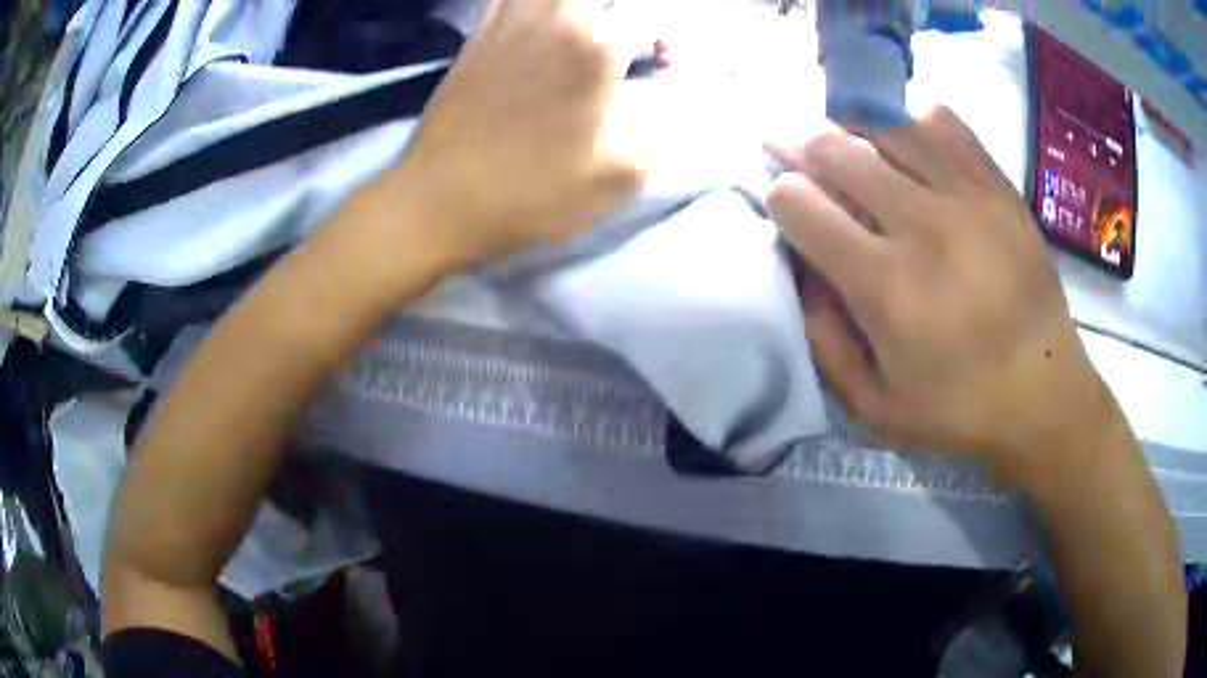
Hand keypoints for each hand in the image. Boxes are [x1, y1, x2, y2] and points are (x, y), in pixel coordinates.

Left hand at [391, 0, 652, 265]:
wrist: (442, 199)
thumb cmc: (531, 192)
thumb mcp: (616, 175)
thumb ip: (658, 127)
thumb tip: (667, 92)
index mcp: (595, 50)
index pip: (648, 14)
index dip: (663, 36)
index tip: (661, 60)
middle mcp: (555, 19)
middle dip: (620, 15)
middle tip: (621, 39)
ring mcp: (511, 20)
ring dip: (580, 8)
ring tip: (588, 28)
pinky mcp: (479, 32)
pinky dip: (533, 5)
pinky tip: (543, 20)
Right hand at [766, 107, 1113, 481]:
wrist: (1044, 393)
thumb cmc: (957, 410)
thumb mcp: (872, 406)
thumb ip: (823, 338)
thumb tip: (798, 266)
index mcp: (886, 285)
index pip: (801, 204)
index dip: (779, 196)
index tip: (784, 204)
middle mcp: (923, 225)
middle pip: (834, 148)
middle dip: (797, 144)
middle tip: (787, 146)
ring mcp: (967, 196)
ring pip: (885, 124)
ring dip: (849, 125)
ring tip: (842, 136)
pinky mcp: (998, 186)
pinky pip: (944, 123)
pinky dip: (911, 121)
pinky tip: (905, 139)